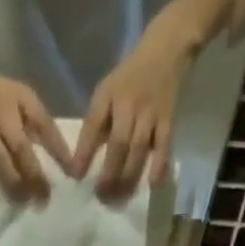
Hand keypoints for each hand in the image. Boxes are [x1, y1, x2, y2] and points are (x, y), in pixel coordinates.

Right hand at [0, 53, 73, 204]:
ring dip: (13, 185)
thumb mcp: (19, 99)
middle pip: (22, 147)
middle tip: (44, 199)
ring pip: (0, 160)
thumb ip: (34, 124)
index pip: (45, 125)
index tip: (72, 174)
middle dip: (35, 176)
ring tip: (22, 203)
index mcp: (22, 99)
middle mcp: (3, 112)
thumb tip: (57, 158)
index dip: (59, 151)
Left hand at [72, 27, 190, 198]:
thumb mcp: (106, 92)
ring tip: (119, 198)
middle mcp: (129, 104)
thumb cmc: (129, 77)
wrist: (167, 48)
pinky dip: (159, 165)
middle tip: (101, 196)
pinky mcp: (169, 118)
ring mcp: (151, 112)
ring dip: (128, 176)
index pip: (93, 125)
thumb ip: (96, 122)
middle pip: (119, 144)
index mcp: (108, 95)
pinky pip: (164, 145)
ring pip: (139, 149)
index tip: (76, 177)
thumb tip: (83, 161)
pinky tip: (152, 184)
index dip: (84, 152)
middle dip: (109, 173)